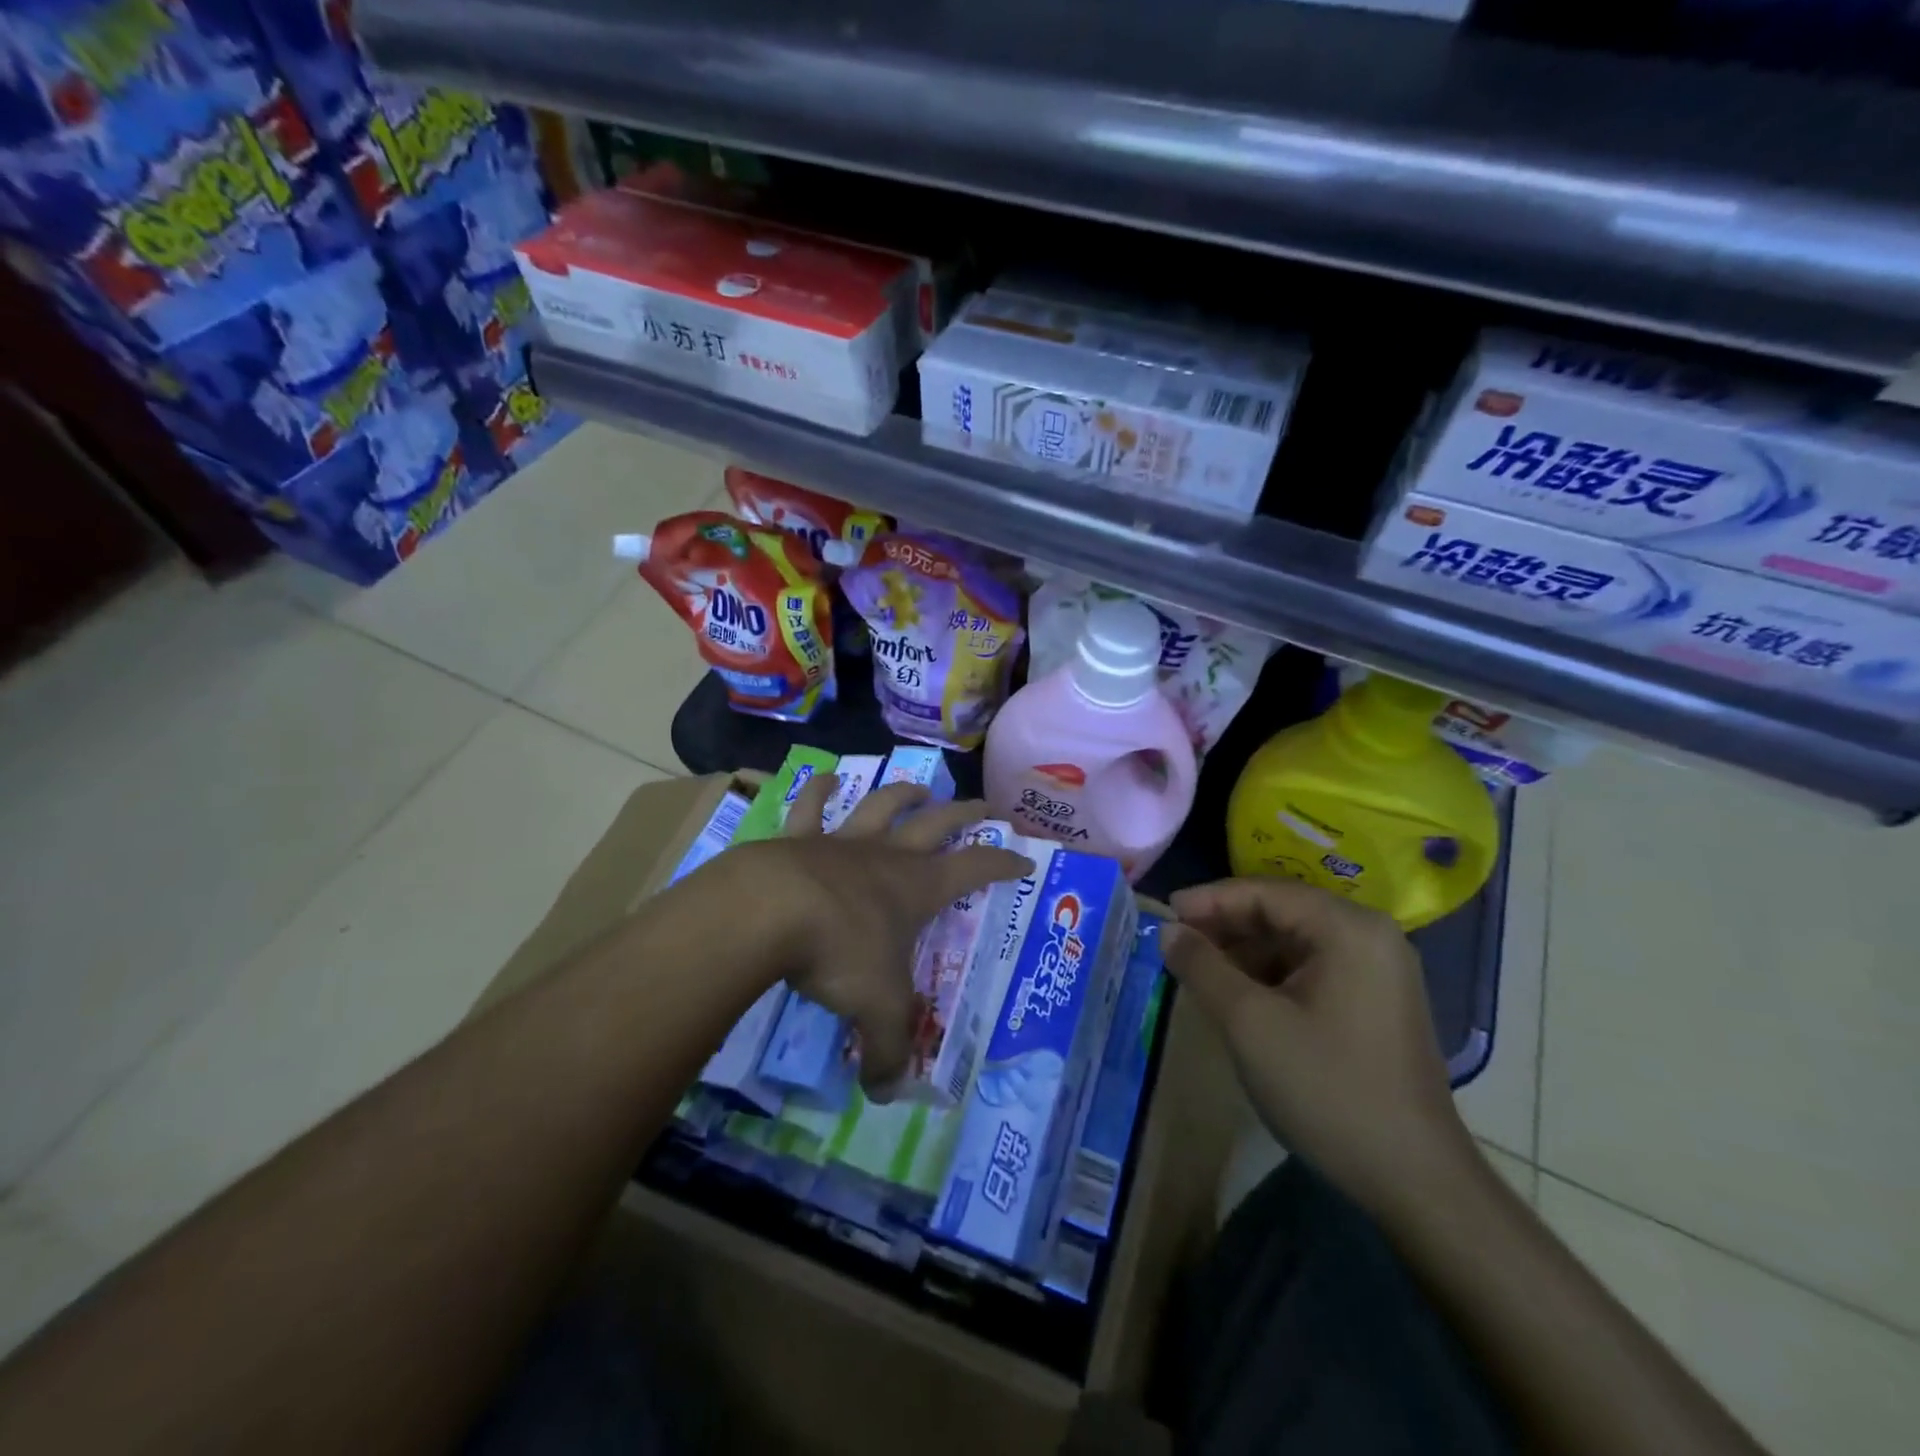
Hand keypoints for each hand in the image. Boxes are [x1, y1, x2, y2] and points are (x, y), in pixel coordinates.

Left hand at [738, 774, 1031, 1093]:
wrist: (770, 910)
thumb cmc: (838, 953)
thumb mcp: (875, 1010)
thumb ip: (886, 1051)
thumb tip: (886, 1093)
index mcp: (917, 889)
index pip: (975, 869)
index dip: (1002, 863)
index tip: (1023, 859)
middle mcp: (887, 857)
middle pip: (936, 823)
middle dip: (964, 813)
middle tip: (983, 805)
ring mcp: (842, 840)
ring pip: (882, 805)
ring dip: (903, 793)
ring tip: (918, 786)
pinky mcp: (798, 837)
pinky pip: (811, 806)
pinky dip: (819, 790)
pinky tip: (826, 778)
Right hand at [1164, 877, 1475, 1216]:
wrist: (1414, 1180)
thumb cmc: (1327, 1088)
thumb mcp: (1249, 1023)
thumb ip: (1202, 967)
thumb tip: (1167, 931)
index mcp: (1349, 929)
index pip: (1265, 892)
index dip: (1209, 900)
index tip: (1165, 913)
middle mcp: (1371, 936)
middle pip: (1282, 912)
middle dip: (1225, 925)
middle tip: (1176, 942)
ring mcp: (1380, 970)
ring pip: (1295, 941)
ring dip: (1245, 951)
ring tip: (1199, 969)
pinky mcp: (1377, 1001)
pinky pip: (1313, 967)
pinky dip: (1271, 974)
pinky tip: (1240, 995)